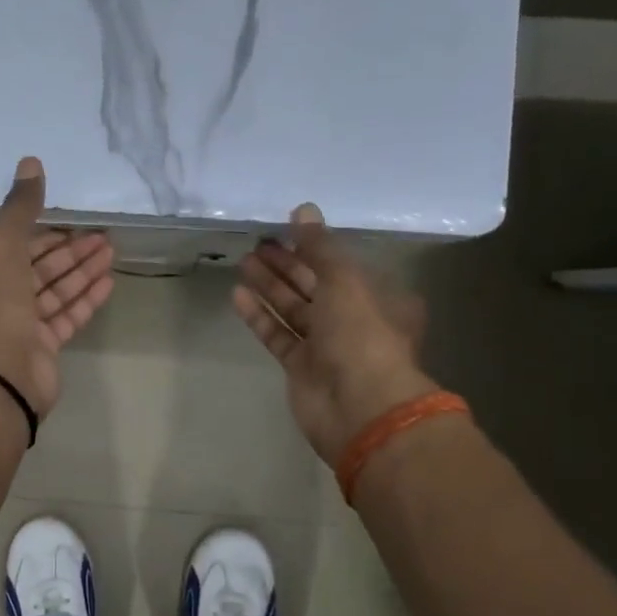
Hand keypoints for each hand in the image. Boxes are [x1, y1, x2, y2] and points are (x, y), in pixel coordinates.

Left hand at [0, 156, 114, 421]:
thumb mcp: (1, 244)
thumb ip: (19, 207)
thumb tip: (30, 162)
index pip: (13, 244)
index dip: (43, 230)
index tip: (72, 218)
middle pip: (38, 267)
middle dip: (69, 249)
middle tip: (102, 233)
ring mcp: (21, 326)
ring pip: (55, 291)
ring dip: (81, 270)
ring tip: (111, 250)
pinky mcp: (44, 347)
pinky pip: (68, 316)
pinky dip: (86, 298)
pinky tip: (108, 282)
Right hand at [232, 203, 435, 467]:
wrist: (359, 406)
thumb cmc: (362, 335)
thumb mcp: (345, 280)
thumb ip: (320, 246)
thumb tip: (303, 209)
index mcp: (378, 297)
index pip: (342, 265)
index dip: (315, 247)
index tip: (286, 228)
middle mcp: (354, 320)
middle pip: (315, 285)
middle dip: (287, 264)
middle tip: (258, 243)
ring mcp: (326, 346)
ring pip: (293, 310)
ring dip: (270, 286)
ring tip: (243, 262)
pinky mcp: (300, 368)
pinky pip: (277, 335)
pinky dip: (259, 316)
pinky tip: (238, 295)